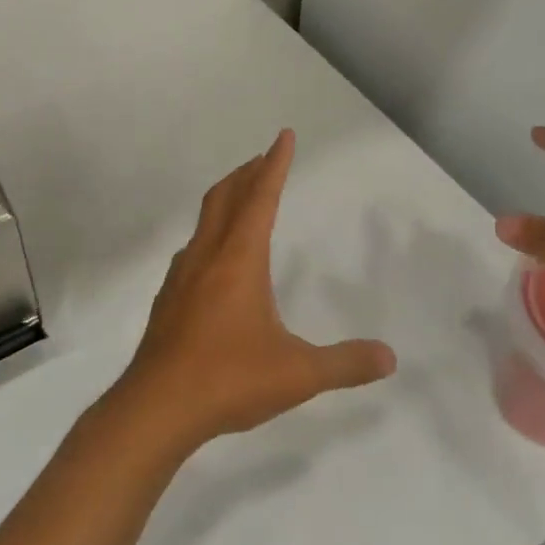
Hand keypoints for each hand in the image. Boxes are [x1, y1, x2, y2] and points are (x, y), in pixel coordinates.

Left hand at [112, 129, 396, 450]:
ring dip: (225, 200)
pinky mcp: (167, 300)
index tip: (283, 136)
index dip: (275, 165)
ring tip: (241, 201)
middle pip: (225, 197)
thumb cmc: (228, 379)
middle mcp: (207, 257)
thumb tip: (389, 357)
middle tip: (263, 159)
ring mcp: (182, 277)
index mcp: (239, 259)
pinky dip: (210, 235)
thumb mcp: (298, 374)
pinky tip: (214, 260)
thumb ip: (345, 364)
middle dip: (246, 172)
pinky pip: (192, 250)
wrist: (155, 407)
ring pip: (204, 221)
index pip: (261, 198)